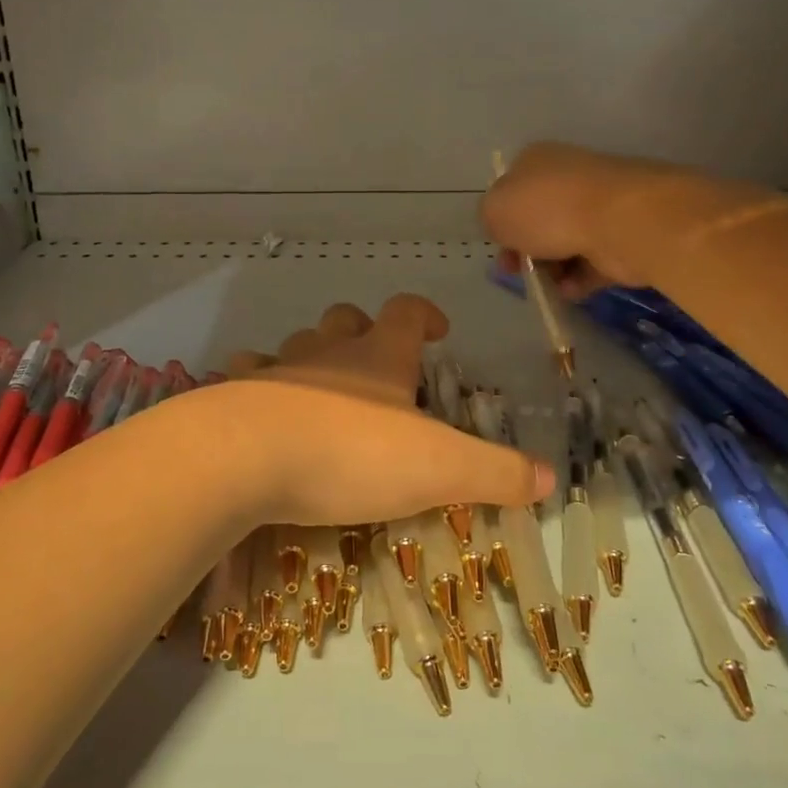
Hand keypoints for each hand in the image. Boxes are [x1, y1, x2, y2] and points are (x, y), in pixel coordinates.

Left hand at [219, 295, 552, 526]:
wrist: (248, 455)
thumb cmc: (351, 453)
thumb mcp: (439, 467)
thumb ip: (495, 472)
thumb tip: (549, 477)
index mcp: (379, 357)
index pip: (406, 311)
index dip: (424, 314)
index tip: (437, 330)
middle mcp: (328, 352)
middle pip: (346, 320)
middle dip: (364, 332)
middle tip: (380, 366)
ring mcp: (278, 369)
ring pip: (298, 343)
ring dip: (312, 356)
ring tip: (323, 388)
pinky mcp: (237, 394)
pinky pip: (246, 373)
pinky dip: (257, 382)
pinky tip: (262, 406)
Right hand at [480, 141, 652, 297]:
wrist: (619, 222)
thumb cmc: (547, 209)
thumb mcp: (494, 210)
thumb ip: (490, 218)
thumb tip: (504, 227)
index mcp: (536, 161)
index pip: (511, 188)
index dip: (500, 219)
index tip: (497, 245)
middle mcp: (568, 178)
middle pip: (538, 218)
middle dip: (524, 249)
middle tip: (515, 270)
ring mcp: (599, 206)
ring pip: (564, 242)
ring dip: (550, 267)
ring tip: (545, 284)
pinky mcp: (621, 236)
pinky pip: (591, 262)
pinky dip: (578, 279)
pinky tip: (570, 290)